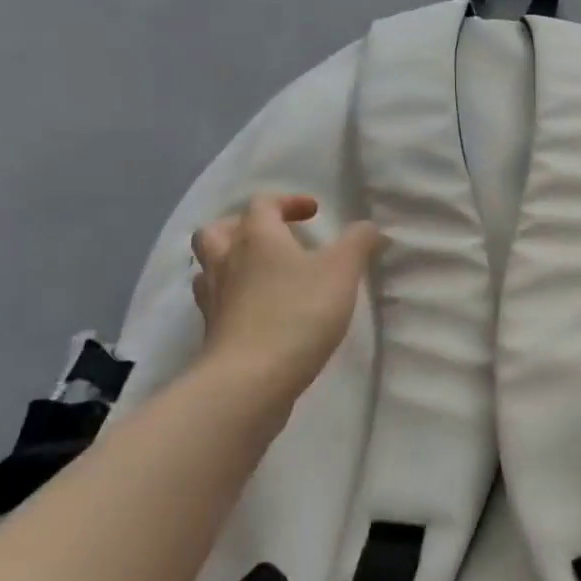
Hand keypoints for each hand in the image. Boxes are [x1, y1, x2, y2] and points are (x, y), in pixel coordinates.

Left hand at [190, 194, 380, 409]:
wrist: (251, 379)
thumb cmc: (298, 313)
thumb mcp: (342, 271)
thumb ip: (359, 243)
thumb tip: (370, 228)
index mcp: (257, 237)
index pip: (263, 203)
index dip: (288, 201)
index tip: (314, 213)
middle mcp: (228, 261)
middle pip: (218, 230)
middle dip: (244, 226)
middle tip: (273, 237)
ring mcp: (213, 298)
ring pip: (210, 266)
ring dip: (232, 261)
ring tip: (261, 273)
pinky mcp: (213, 331)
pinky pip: (216, 301)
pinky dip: (233, 297)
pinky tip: (257, 309)